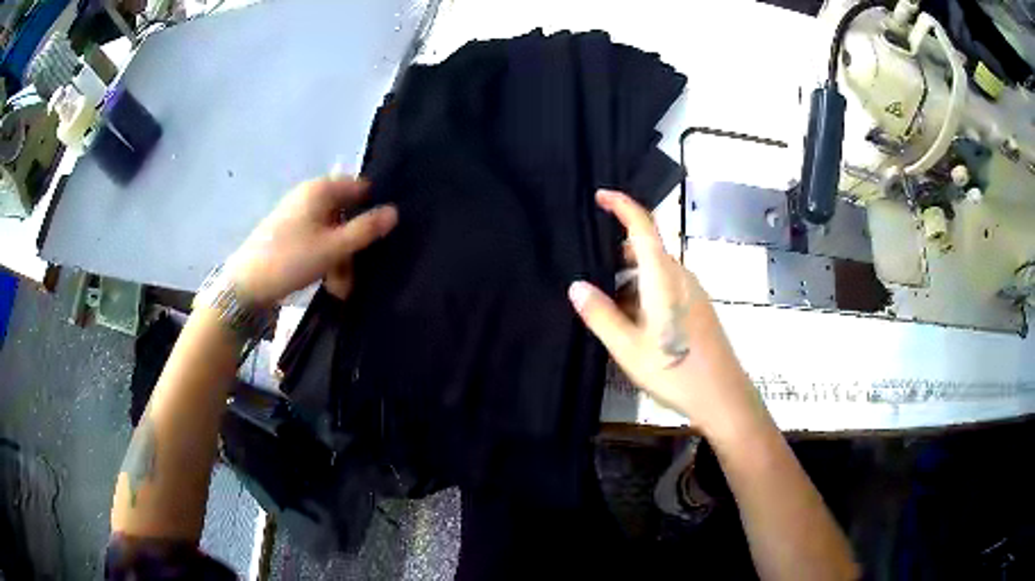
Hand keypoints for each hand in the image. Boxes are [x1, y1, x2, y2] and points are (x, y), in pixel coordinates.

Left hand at [227, 177, 397, 306]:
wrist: (245, 285)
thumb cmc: (291, 260)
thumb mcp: (334, 247)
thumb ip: (365, 229)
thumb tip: (395, 211)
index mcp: (321, 189)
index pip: (361, 187)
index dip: (373, 208)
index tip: (381, 236)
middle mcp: (310, 195)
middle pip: (346, 212)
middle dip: (355, 242)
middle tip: (358, 270)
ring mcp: (298, 214)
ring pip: (332, 231)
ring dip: (342, 257)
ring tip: (341, 286)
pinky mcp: (289, 232)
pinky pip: (317, 240)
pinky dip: (326, 258)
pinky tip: (328, 282)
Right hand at [568, 190, 762, 436]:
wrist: (723, 397)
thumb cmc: (676, 371)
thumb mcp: (629, 348)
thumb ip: (601, 315)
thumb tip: (576, 286)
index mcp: (663, 278)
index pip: (644, 227)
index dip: (622, 205)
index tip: (601, 195)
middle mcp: (681, 277)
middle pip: (647, 250)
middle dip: (617, 253)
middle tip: (589, 269)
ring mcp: (692, 292)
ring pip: (655, 272)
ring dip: (629, 279)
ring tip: (606, 304)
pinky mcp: (697, 308)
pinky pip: (665, 287)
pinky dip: (644, 293)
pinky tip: (631, 323)